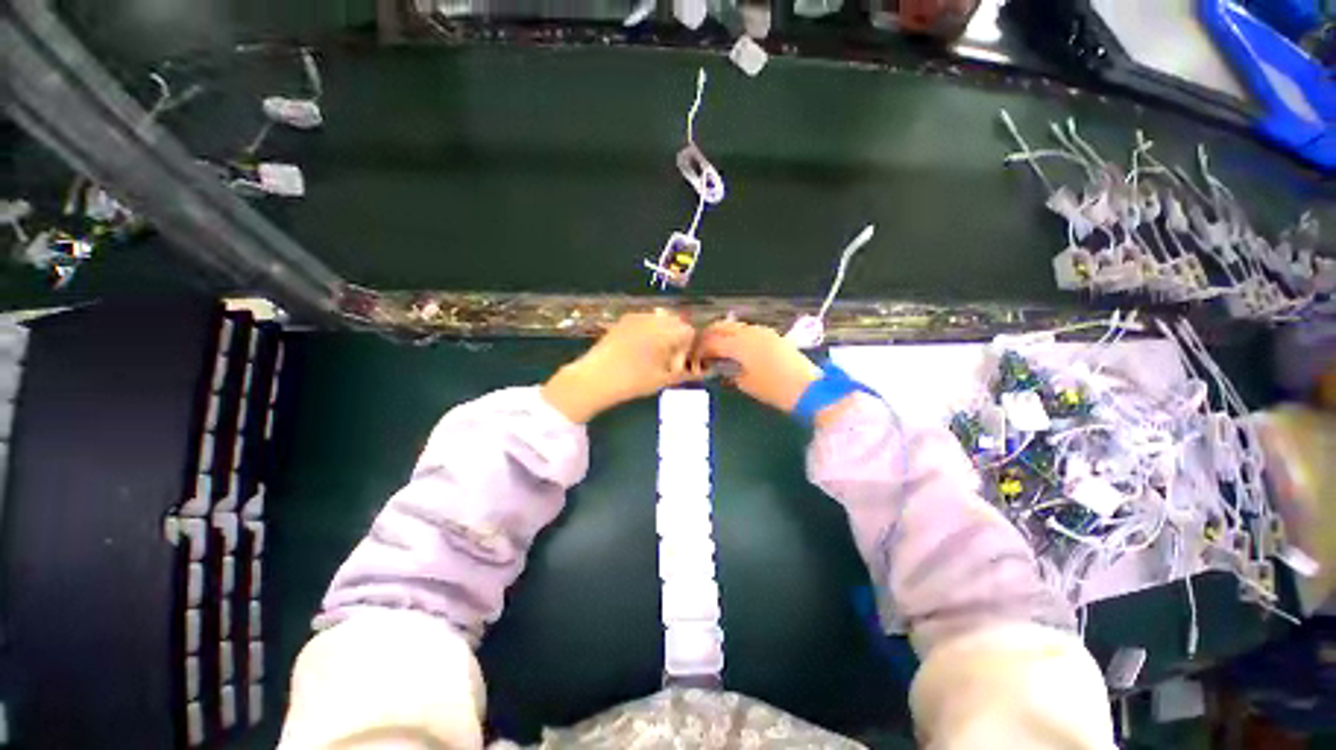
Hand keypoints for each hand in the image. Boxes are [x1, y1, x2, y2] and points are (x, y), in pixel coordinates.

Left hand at [543, 310, 699, 422]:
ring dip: (665, 334)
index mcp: (665, 331)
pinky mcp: (623, 321)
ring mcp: (636, 317)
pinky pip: (646, 321)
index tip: (686, 362)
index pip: (690, 330)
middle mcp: (652, 318)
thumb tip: (704, 371)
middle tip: (672, 360)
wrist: (593, 379)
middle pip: (676, 322)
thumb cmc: (632, 381)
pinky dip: (651, 332)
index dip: (692, 347)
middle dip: (679, 338)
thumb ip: (686, 372)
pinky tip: (642, 350)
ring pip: (661, 320)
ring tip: (657, 356)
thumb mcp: (663, 380)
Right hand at [692, 320, 821, 412]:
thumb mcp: (746, 383)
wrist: (807, 388)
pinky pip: (747, 330)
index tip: (693, 357)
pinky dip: (736, 335)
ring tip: (716, 347)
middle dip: (708, 336)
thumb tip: (721, 366)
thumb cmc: (773, 389)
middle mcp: (749, 332)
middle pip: (721, 327)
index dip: (699, 349)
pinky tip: (735, 346)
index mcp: (740, 345)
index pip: (712, 342)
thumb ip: (729, 371)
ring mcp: (762, 331)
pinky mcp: (772, 335)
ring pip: (735, 326)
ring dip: (722, 333)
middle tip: (700, 348)